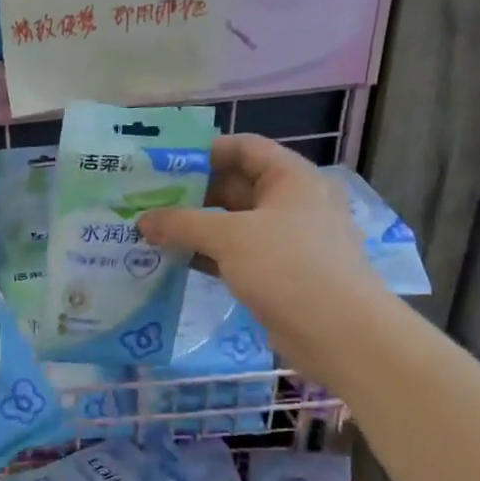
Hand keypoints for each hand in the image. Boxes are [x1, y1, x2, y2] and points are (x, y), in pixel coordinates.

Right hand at [138, 134, 391, 378]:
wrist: (337, 332)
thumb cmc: (288, 267)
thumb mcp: (230, 237)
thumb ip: (182, 224)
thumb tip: (142, 220)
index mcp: (292, 178)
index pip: (244, 148)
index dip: (204, 152)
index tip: (163, 165)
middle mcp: (291, 203)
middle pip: (235, 186)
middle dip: (191, 194)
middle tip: (146, 202)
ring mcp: (285, 240)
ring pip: (231, 224)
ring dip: (194, 227)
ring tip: (150, 232)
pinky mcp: (276, 273)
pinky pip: (234, 254)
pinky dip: (205, 255)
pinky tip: (173, 261)